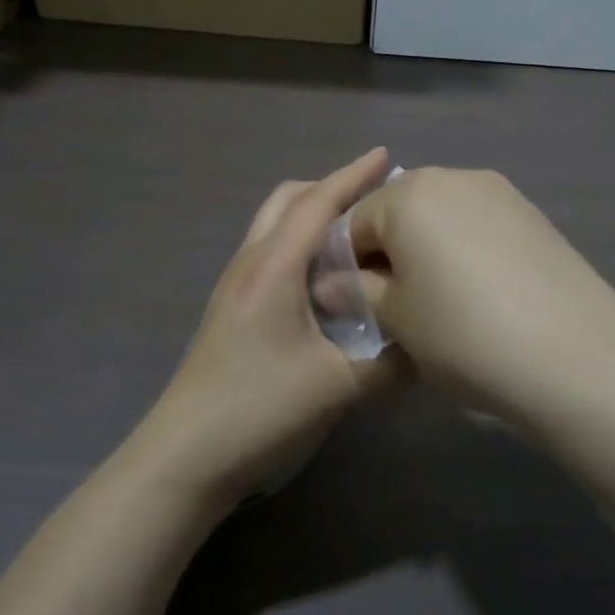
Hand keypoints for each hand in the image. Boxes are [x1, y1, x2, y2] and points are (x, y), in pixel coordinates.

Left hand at [126, 149, 400, 513]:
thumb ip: (391, 365)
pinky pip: (270, 255)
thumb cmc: (259, 410)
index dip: (353, 176)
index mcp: (274, 268)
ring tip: (357, 236)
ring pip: (274, 227)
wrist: (184, 459)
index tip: (386, 155)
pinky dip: (301, 246)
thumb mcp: (336, 388)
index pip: (318, 204)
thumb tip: (430, 346)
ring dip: (313, 217)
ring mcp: (235, 288)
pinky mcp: (232, 311)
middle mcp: (250, 265)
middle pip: (287, 202)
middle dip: (330, 189)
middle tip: (374, 198)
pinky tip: (327, 280)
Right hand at [348, 168, 614, 422]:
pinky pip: (479, 225)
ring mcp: (501, 193)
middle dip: (387, 253)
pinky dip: (466, 251)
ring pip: (441, 216)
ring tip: (441, 302)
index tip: (353, 307)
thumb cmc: (465, 334)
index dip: (344, 266)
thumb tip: (333, 284)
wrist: (576, 356)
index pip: (353, 223)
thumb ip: (358, 292)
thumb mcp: (396, 320)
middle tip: (396, 305)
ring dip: (427, 250)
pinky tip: (482, 294)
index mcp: (410, 194)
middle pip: (399, 211)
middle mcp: (455, 177)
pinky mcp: (534, 215)